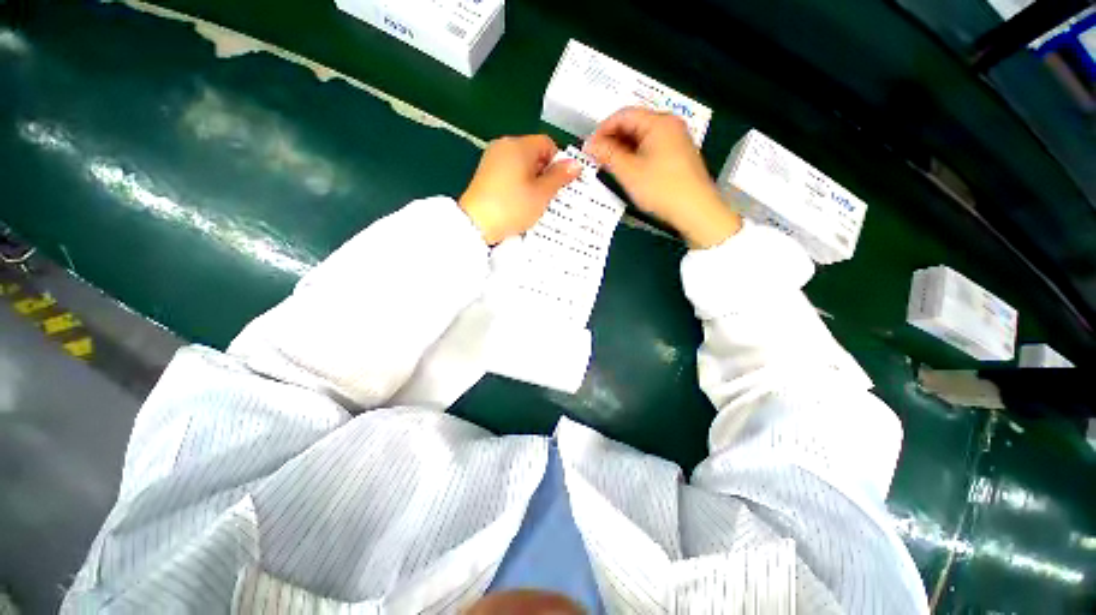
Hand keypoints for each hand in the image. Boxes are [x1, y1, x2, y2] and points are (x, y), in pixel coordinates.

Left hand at [459, 135, 581, 245]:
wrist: (476, 223)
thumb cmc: (512, 207)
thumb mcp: (542, 194)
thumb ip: (560, 177)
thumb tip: (575, 164)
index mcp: (519, 145)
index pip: (548, 143)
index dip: (558, 162)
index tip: (559, 183)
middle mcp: (504, 146)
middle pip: (533, 153)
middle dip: (544, 172)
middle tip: (548, 195)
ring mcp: (492, 158)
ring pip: (521, 164)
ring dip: (531, 179)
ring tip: (533, 201)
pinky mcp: (485, 173)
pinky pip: (509, 172)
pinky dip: (517, 183)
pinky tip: (517, 201)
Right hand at [584, 107, 741, 247]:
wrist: (696, 211)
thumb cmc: (662, 188)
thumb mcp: (629, 172)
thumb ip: (608, 155)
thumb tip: (590, 145)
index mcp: (659, 122)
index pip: (623, 115)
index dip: (602, 130)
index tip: (588, 148)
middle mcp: (670, 125)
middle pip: (633, 124)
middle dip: (612, 140)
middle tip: (596, 158)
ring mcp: (676, 140)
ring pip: (642, 138)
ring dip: (622, 149)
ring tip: (608, 165)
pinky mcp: (678, 155)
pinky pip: (651, 148)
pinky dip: (635, 156)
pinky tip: (627, 170)